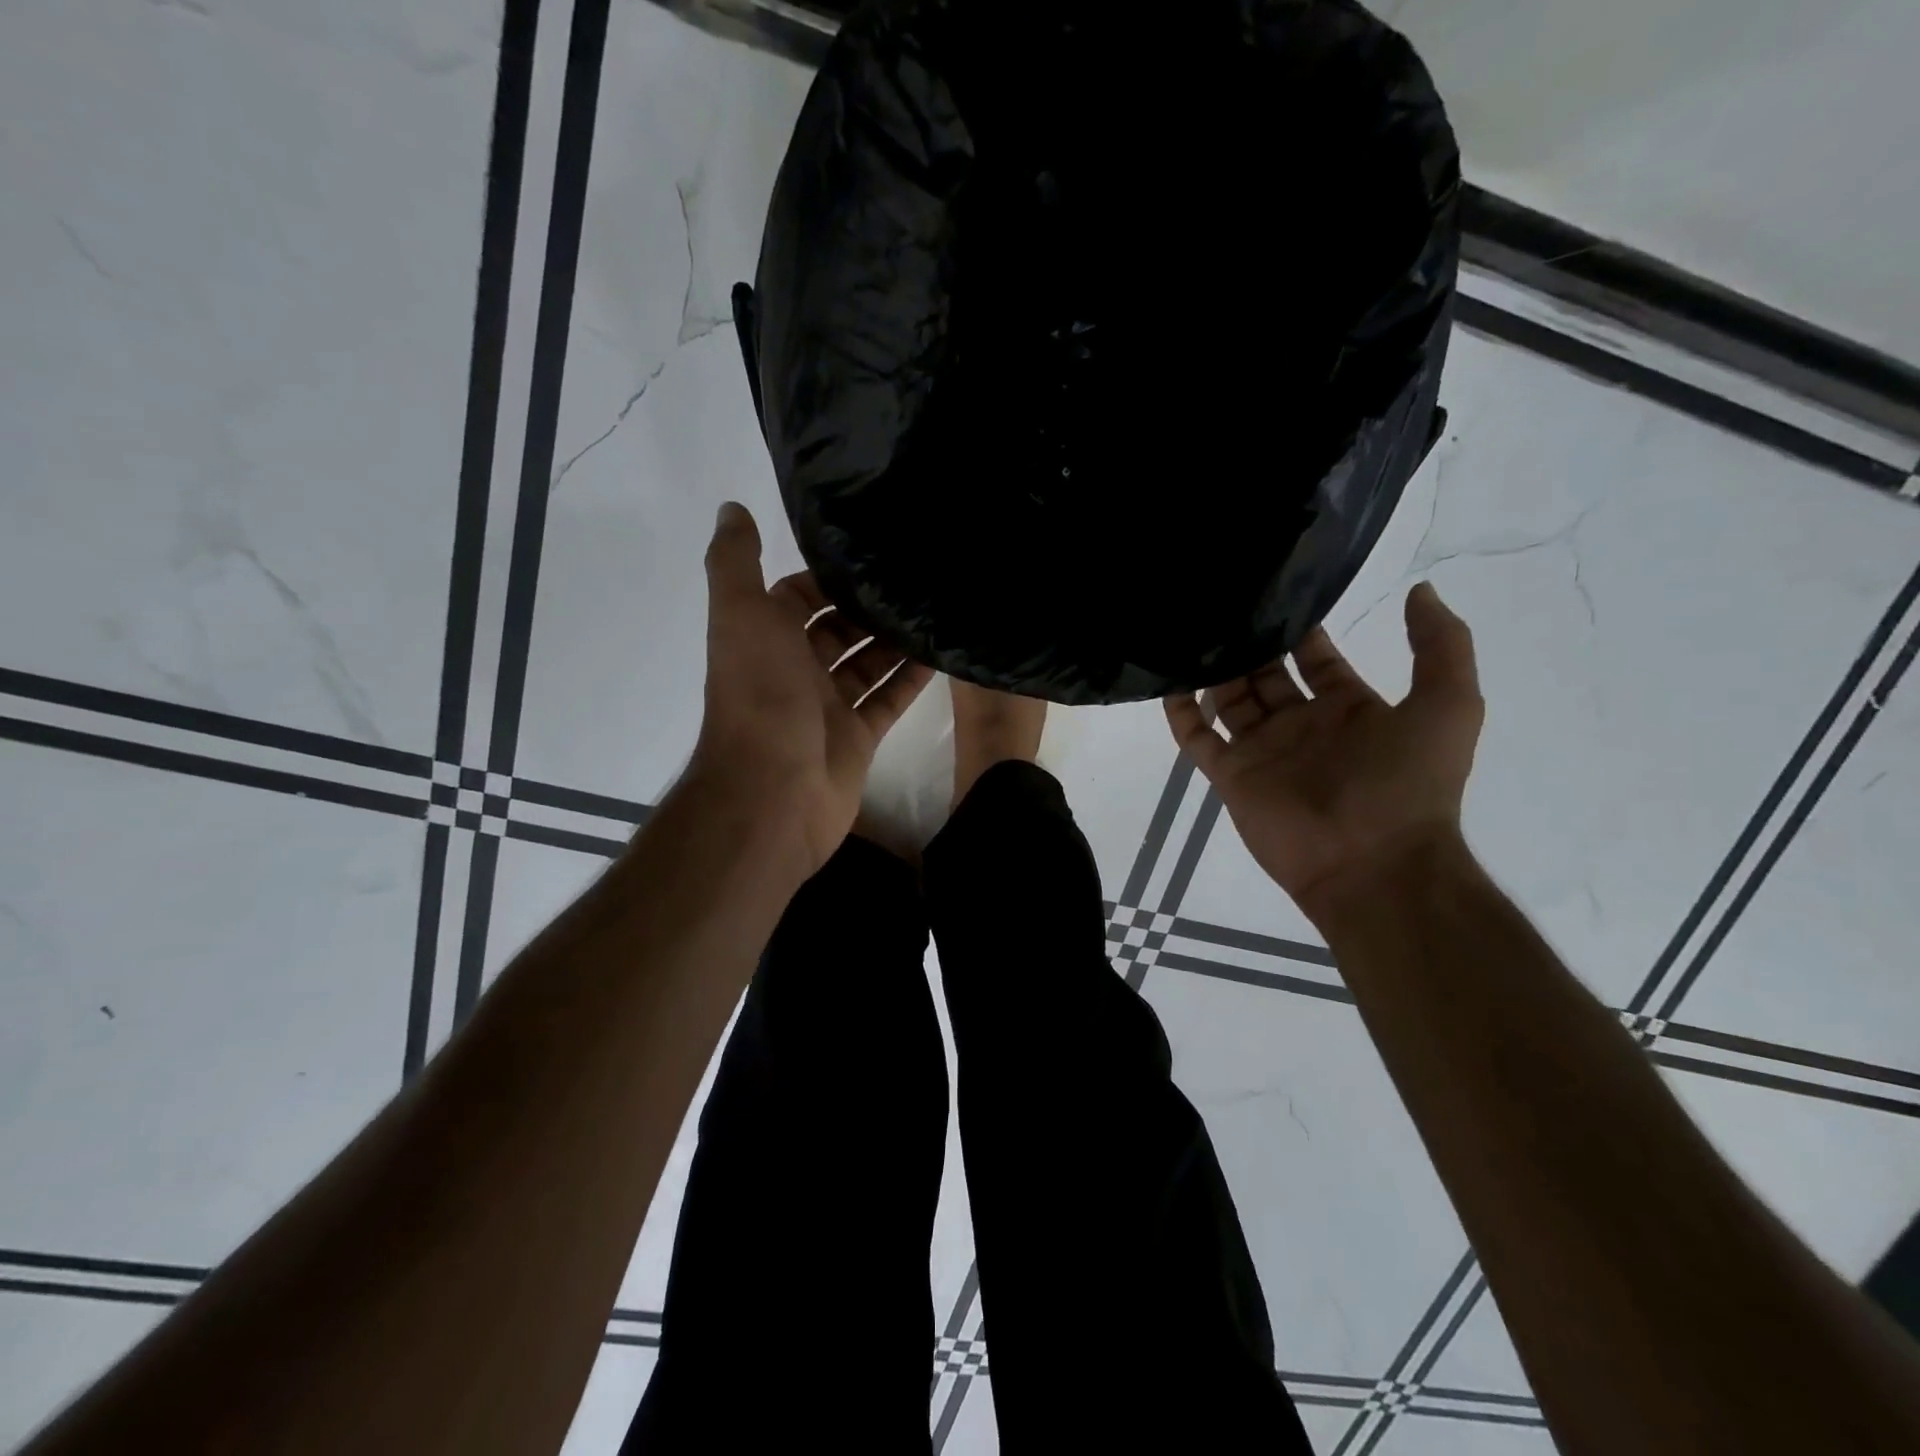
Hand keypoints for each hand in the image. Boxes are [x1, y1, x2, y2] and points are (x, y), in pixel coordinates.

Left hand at [690, 502, 933, 873]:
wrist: (773, 792)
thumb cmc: (760, 696)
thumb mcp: (741, 615)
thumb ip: (735, 562)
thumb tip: (731, 508)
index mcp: (765, 639)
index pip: (797, 596)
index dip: (827, 577)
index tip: (871, 552)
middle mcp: (795, 670)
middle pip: (837, 630)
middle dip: (869, 608)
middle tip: (917, 579)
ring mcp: (828, 707)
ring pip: (867, 664)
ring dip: (895, 641)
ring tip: (936, 608)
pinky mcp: (858, 738)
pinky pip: (888, 700)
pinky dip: (911, 680)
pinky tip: (942, 655)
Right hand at [1164, 583, 1483, 920]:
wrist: (1373, 864)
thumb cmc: (1409, 783)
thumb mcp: (1450, 704)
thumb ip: (1441, 645)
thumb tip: (1418, 590)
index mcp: (1349, 708)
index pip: (1315, 658)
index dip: (1299, 628)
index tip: (1274, 592)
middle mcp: (1301, 725)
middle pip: (1266, 674)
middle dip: (1249, 643)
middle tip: (1222, 605)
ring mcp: (1262, 750)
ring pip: (1228, 699)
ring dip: (1213, 668)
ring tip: (1192, 631)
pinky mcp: (1230, 775)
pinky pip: (1196, 738)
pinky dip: (1180, 712)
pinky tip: (1168, 680)